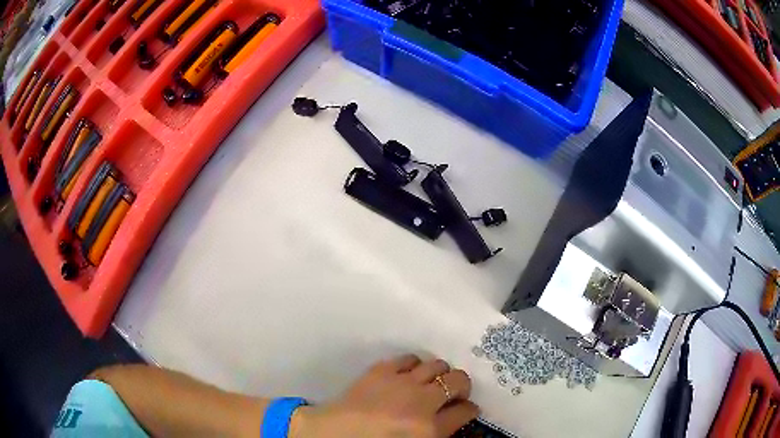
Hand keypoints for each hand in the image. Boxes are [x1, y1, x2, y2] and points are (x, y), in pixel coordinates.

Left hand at [291, 354, 478, 437]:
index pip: (466, 411)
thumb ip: (437, 432)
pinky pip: (408, 358)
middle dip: (461, 386)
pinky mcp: (381, 370)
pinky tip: (409, 374)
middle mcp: (421, 402)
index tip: (468, 409)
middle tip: (454, 392)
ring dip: (440, 373)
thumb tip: (450, 419)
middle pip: (458, 381)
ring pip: (437, 365)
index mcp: (430, 429)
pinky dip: (414, 365)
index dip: (471, 409)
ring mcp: (401, 382)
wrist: (332, 435)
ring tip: (432, 381)